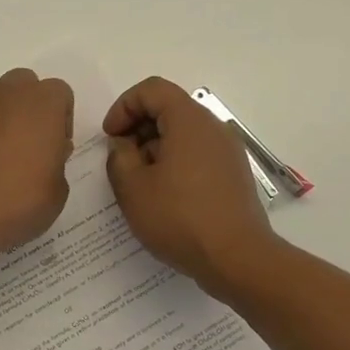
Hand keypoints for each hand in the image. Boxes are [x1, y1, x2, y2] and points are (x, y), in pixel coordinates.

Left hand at [0, 68, 74, 262]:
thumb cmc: (18, 200)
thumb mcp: (58, 190)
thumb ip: (56, 162)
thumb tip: (44, 154)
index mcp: (42, 102)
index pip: (60, 94)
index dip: (61, 121)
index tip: (56, 150)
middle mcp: (7, 92)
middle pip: (25, 85)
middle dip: (30, 109)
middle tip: (30, 147)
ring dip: (1, 114)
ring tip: (0, 152)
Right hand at [104, 76, 275, 296]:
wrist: (238, 259)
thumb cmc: (180, 218)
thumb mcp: (132, 188)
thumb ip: (118, 156)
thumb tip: (125, 145)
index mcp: (189, 120)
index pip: (152, 89)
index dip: (123, 106)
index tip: (111, 137)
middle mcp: (213, 127)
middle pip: (169, 109)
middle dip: (138, 128)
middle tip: (121, 161)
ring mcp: (228, 151)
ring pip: (183, 133)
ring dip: (156, 148)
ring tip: (141, 183)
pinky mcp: (234, 174)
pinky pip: (198, 154)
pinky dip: (176, 162)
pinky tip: (165, 197)